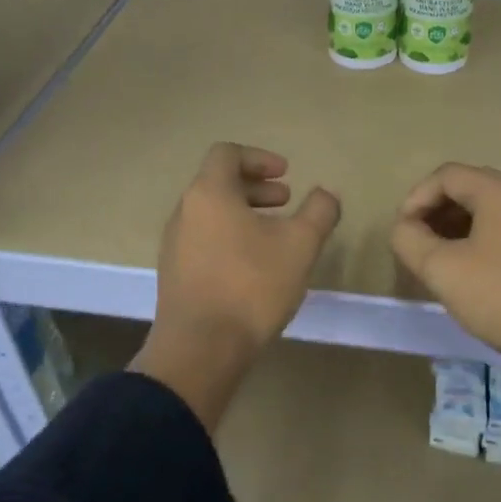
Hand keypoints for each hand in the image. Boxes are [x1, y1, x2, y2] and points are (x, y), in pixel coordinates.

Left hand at [132, 143, 340, 430]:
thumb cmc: (252, 286)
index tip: (286, 176)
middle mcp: (184, 212)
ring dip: (244, 214)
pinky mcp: (175, 274)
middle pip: (218, 183)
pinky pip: (204, 241)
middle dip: (256, 188)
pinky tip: (254, 267)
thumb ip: (319, 212)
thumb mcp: (300, 245)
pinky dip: (230, 238)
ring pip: (211, 214)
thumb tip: (326, 194)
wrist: (201, 347)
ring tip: (274, 236)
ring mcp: (175, 245)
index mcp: (209, 193)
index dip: (260, 158)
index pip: (227, 154)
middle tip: (286, 202)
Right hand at [391, 163, 500, 447]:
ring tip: (445, 264)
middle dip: (438, 214)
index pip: (447, 175)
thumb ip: (410, 242)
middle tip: (420, 248)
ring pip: (495, 212)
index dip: (416, 199)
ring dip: (462, 230)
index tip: (403, 233)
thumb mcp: (444, 272)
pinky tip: (481, 275)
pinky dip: (488, 242)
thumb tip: (404, 228)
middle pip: (473, 189)